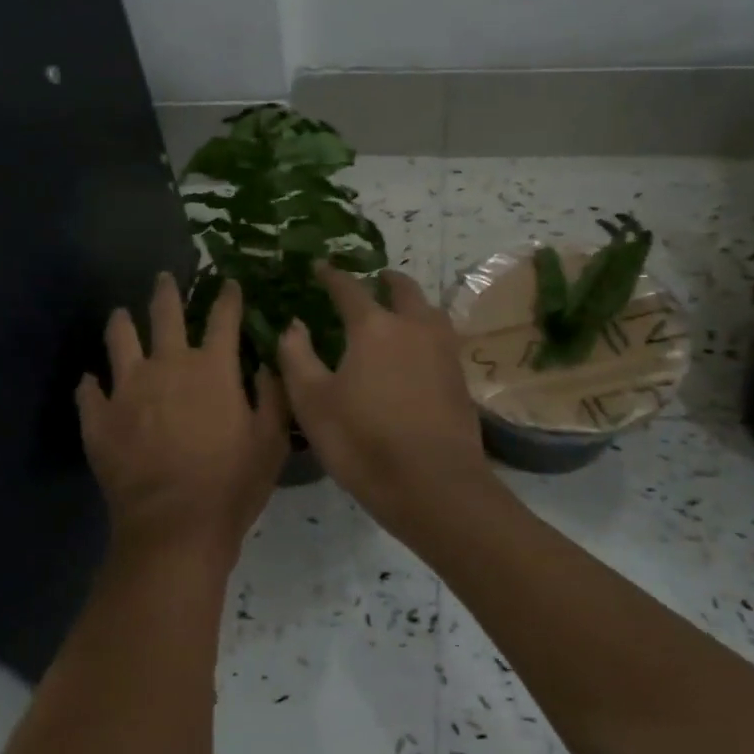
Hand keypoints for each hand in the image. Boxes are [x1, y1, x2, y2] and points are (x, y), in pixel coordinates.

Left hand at [78, 273, 288, 571]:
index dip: (227, 296)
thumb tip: (265, 364)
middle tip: (164, 277)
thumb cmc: (232, 484)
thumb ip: (271, 395)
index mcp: (212, 368)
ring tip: (120, 314)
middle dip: (167, 291)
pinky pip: (88, 390)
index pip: (223, 317)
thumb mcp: (271, 440)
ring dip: (121, 322)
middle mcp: (167, 365)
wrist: (175, 526)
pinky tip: (91, 381)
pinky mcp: (99, 417)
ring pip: (119, 339)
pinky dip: (91, 383)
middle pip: (165, 314)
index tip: (228, 282)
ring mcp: (127, 388)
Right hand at [278, 267, 490, 525]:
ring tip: (399, 310)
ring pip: (429, 310)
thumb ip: (296, 357)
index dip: (332, 275)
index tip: (320, 267)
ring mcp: (443, 351)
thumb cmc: (363, 441)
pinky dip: (426, 330)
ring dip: (412, 302)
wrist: (434, 485)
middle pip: (402, 289)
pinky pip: (441, 337)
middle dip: (385, 280)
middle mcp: (413, 327)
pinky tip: (418, 351)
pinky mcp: (459, 377)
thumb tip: (294, 325)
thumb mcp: (312, 403)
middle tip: (372, 280)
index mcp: (374, 327)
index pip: (349, 288)